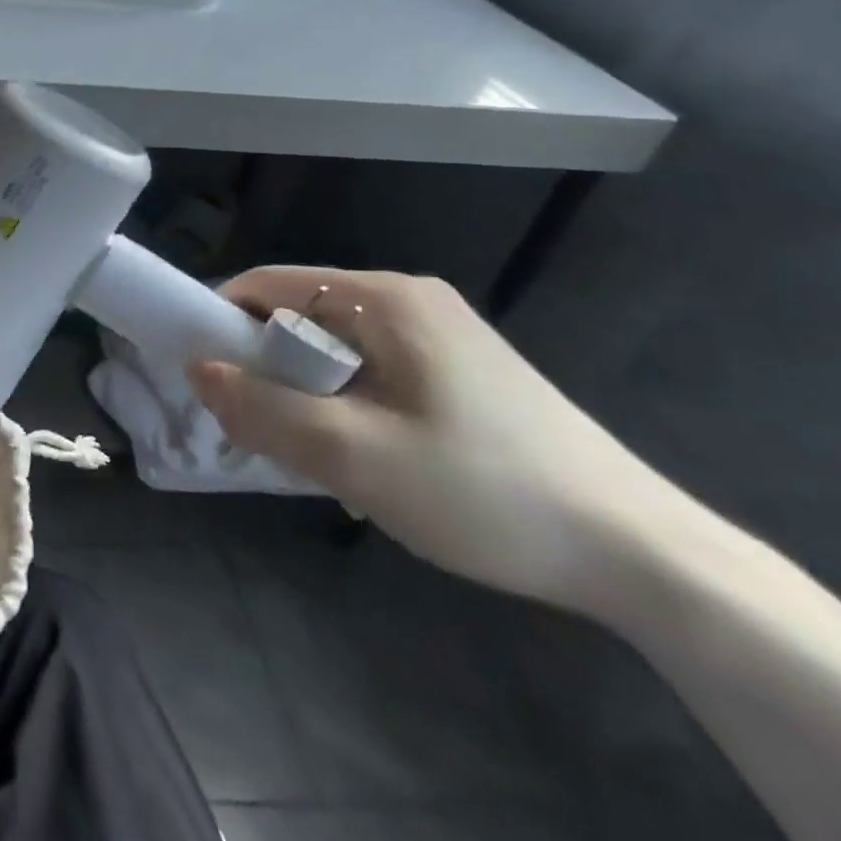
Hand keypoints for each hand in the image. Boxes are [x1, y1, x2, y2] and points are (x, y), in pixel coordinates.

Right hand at [189, 267, 669, 613]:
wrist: (645, 556)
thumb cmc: (483, 489)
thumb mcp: (354, 456)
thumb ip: (262, 408)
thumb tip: (195, 370)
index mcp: (384, 297)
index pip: (267, 284)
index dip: (221, 322)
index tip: (200, 376)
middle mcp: (408, 299)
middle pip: (300, 316)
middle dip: (266, 369)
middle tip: (257, 430)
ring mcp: (439, 333)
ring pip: (333, 348)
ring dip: (305, 393)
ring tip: (310, 453)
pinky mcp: (459, 369)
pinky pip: (370, 370)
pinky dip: (344, 403)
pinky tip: (361, 456)